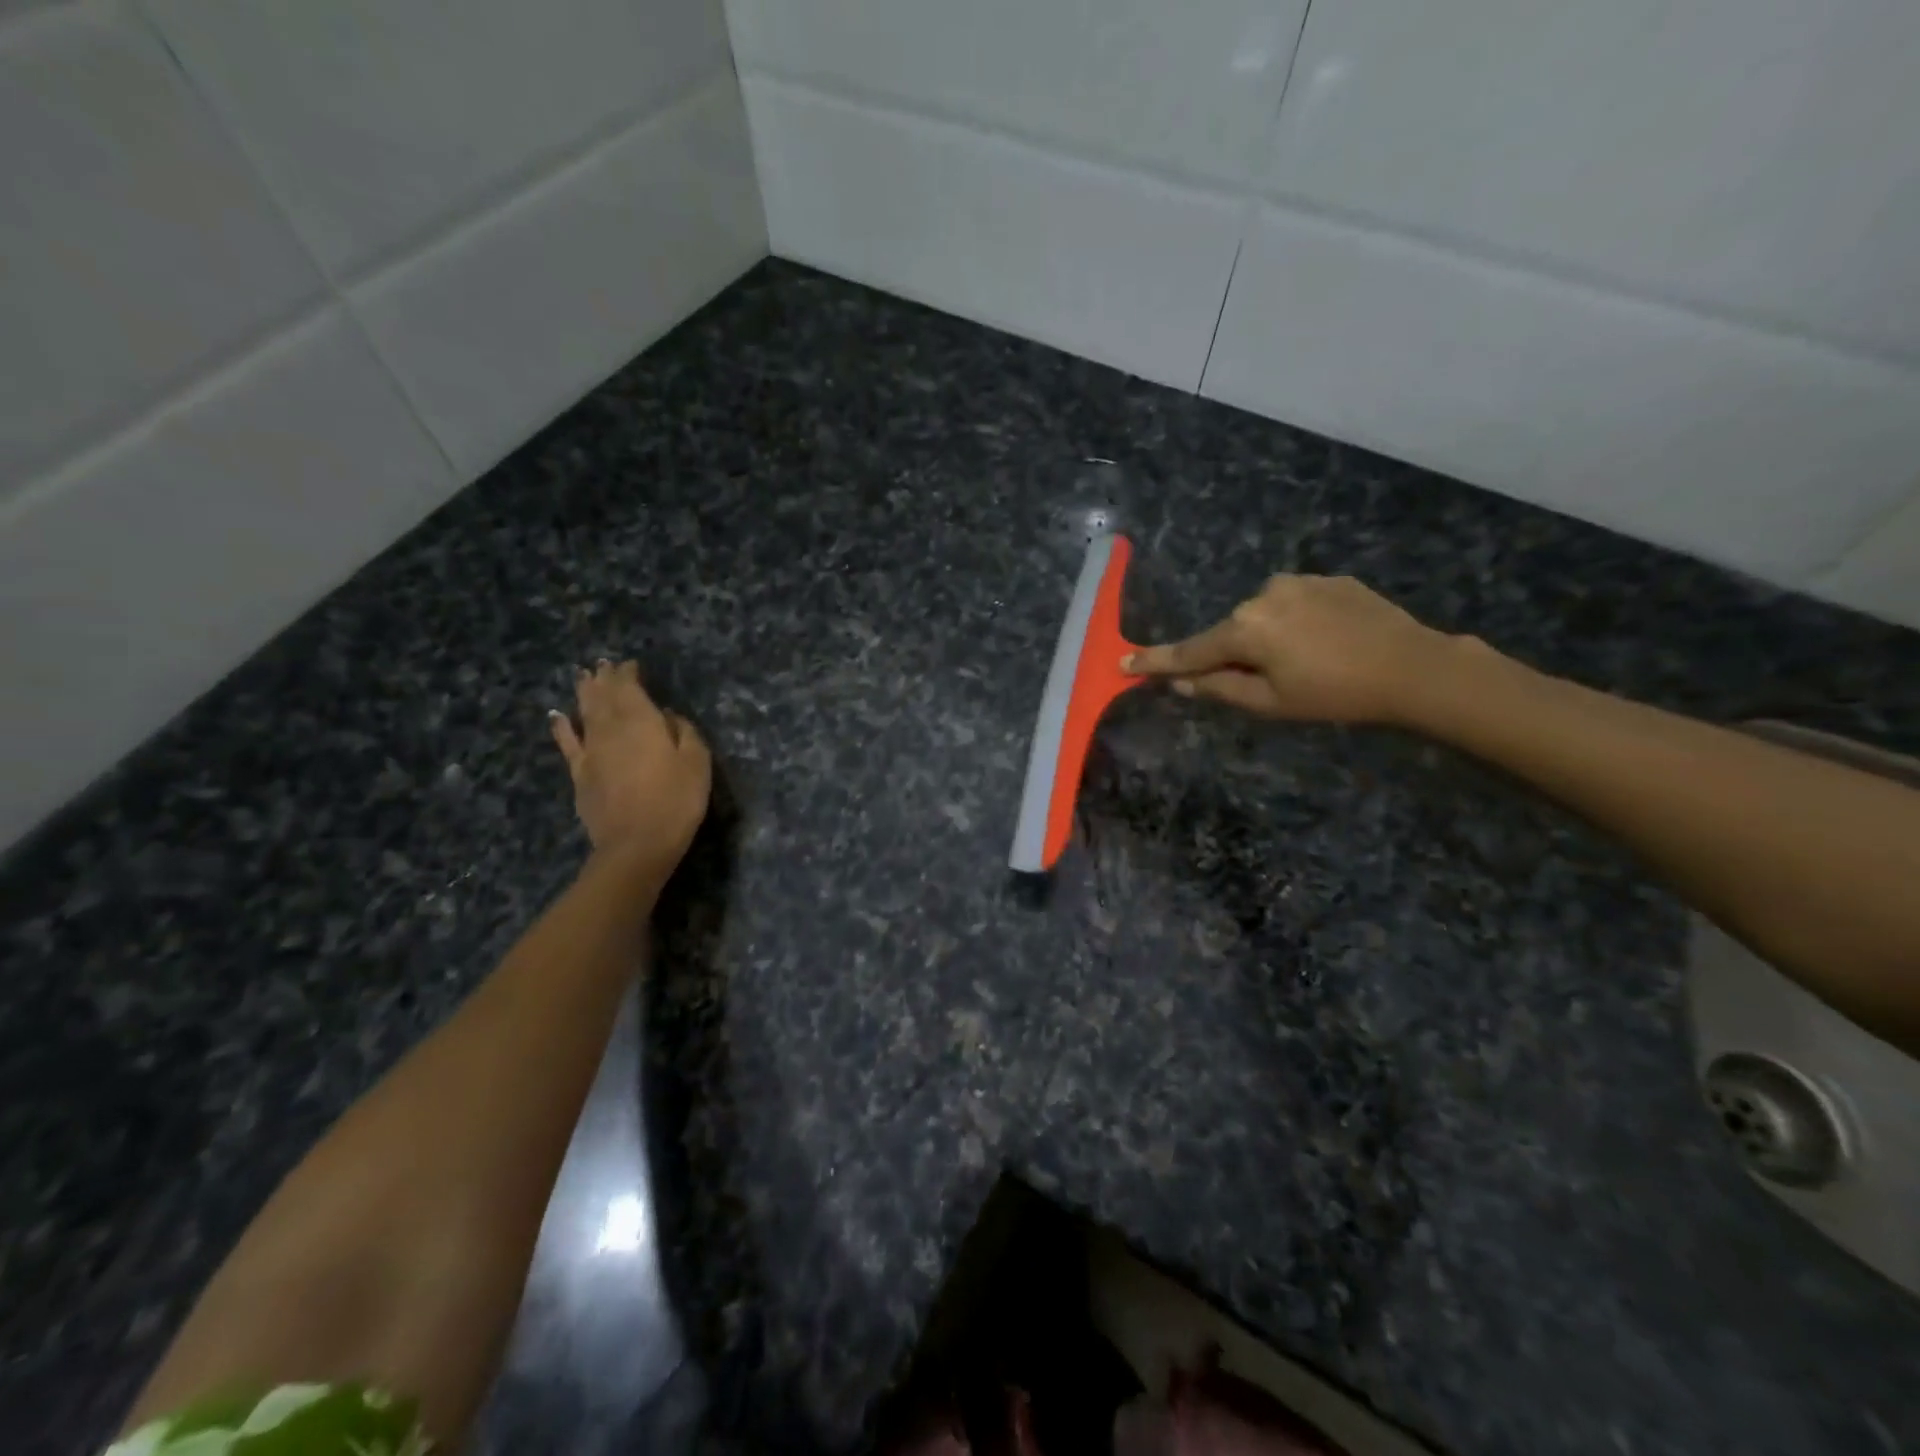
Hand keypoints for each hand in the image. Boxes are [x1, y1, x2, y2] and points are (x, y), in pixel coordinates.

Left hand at [549, 660, 711, 873]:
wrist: (636, 845)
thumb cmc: (676, 801)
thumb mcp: (697, 764)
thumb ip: (685, 733)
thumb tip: (669, 715)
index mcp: (642, 722)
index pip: (630, 688)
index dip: (629, 674)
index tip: (630, 663)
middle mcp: (611, 729)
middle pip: (604, 696)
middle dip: (604, 678)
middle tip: (602, 664)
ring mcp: (592, 751)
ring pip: (585, 713)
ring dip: (584, 693)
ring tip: (583, 676)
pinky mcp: (580, 774)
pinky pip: (568, 743)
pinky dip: (562, 727)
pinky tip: (557, 716)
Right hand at [1123, 575, 1451, 724]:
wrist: (1413, 666)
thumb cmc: (1334, 694)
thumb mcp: (1271, 703)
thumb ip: (1219, 689)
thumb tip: (1180, 682)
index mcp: (1244, 629)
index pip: (1190, 651)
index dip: (1156, 661)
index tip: (1123, 661)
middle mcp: (1262, 595)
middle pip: (1230, 632)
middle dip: (1233, 655)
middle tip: (1265, 683)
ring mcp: (1297, 582)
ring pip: (1263, 616)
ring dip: (1267, 637)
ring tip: (1306, 662)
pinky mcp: (1328, 578)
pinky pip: (1295, 603)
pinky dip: (1297, 623)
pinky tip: (1327, 642)